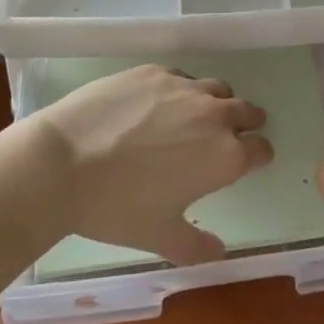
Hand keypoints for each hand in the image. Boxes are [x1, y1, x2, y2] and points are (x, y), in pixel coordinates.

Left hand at [33, 65, 272, 264]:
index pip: (261, 149)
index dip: (257, 156)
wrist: (62, 162)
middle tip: (228, 136)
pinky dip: (182, 90)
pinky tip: (158, 105)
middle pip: (246, 111)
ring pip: (217, 89)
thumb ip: (197, 246)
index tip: (250, 161)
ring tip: (195, 117)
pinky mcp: (155, 71)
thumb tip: (220, 252)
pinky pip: (182, 77)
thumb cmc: (116, 207)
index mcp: (224, 156)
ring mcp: (184, 87)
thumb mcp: (159, 236)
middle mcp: (214, 115)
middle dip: (244, 123)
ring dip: (216, 103)